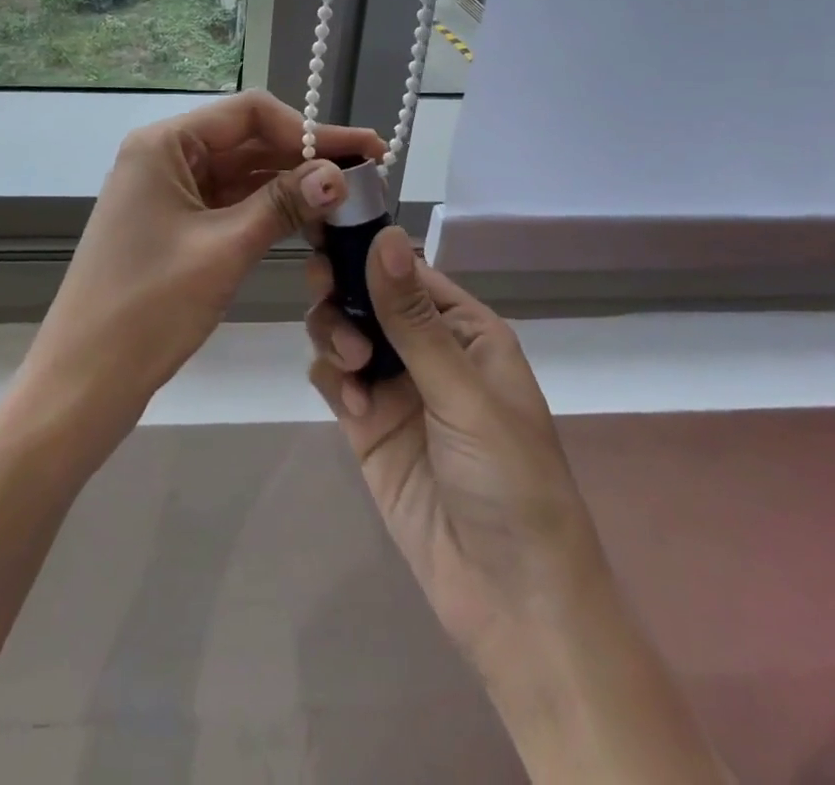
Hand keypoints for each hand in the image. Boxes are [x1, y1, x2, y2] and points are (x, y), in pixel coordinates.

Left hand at [20, 91, 385, 446]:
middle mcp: (163, 156)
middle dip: (306, 155)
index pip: (250, 114)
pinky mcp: (172, 224)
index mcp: (164, 144)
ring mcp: (166, 191)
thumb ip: (283, 204)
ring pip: (240, 172)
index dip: (310, 129)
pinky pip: (227, 202)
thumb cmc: (148, 308)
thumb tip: (341, 176)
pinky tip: (308, 218)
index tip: (363, 151)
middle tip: (369, 173)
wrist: (83, 381)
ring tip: (348, 197)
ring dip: (290, 182)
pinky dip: (266, 208)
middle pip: (247, 140)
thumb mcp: (224, 250)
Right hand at [305, 229, 596, 697]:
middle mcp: (427, 349)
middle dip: (342, 290)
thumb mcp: (464, 392)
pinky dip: (333, 379)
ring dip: (335, 334)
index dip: (368, 249)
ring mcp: (394, 387)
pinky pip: (334, 378)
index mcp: (465, 329)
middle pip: (367, 295)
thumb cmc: (509, 480)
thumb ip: (412, 318)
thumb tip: (384, 234)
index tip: (325, 234)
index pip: (407, 269)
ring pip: (343, 331)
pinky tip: (352, 407)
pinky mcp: (366, 424)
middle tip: (323, 293)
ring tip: (351, 366)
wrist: (510, 600)